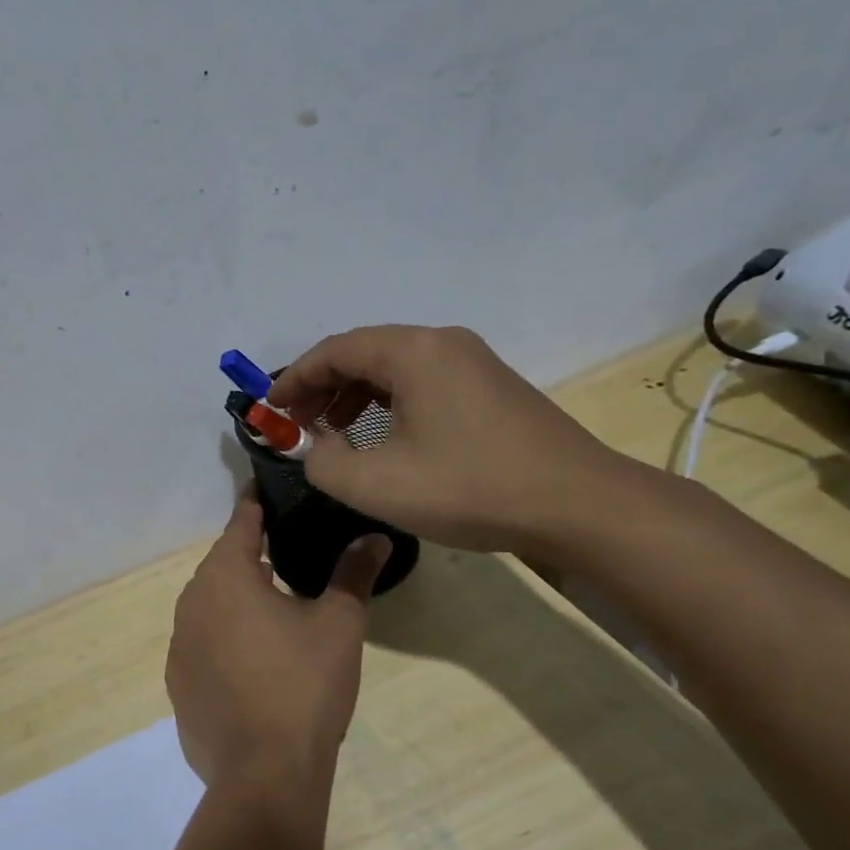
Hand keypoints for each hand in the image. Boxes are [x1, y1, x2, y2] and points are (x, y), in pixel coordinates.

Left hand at [165, 494, 389, 799]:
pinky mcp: (178, 681)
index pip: (241, 523)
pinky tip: (253, 658)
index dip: (257, 504)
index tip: (270, 489)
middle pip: (223, 564)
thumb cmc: (303, 685)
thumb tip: (375, 537)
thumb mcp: (339, 625)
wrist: (263, 772)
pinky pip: (203, 642)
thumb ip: (353, 574)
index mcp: (225, 576)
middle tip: (285, 549)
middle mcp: (192, 601)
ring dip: (238, 598)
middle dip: (251, 554)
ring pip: (211, 604)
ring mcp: (178, 643)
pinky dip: (225, 637)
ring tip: (273, 602)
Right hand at [267, 325, 633, 557]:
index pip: (333, 350)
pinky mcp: (490, 387)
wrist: (579, 506)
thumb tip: (312, 447)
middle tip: (297, 424)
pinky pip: (421, 382)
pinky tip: (381, 438)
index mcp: (413, 352)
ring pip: (392, 368)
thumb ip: (321, 461)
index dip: (293, 379)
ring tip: (332, 433)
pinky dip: (386, 403)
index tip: (270, 410)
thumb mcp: (375, 484)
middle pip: (362, 353)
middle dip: (321, 387)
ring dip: (353, 396)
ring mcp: (472, 363)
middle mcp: (442, 343)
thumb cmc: (470, 487)